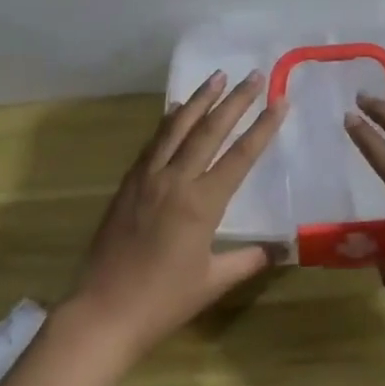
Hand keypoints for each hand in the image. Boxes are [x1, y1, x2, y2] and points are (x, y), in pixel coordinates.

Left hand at [67, 69, 287, 361]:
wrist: (104, 310)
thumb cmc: (164, 301)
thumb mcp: (213, 282)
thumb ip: (247, 260)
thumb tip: (280, 249)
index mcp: (202, 203)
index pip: (240, 156)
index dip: (263, 127)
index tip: (280, 100)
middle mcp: (175, 180)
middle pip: (209, 130)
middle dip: (234, 100)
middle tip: (253, 75)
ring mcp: (147, 177)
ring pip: (176, 127)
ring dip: (199, 100)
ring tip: (216, 77)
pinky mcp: (129, 182)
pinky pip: (153, 142)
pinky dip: (168, 121)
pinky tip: (175, 110)